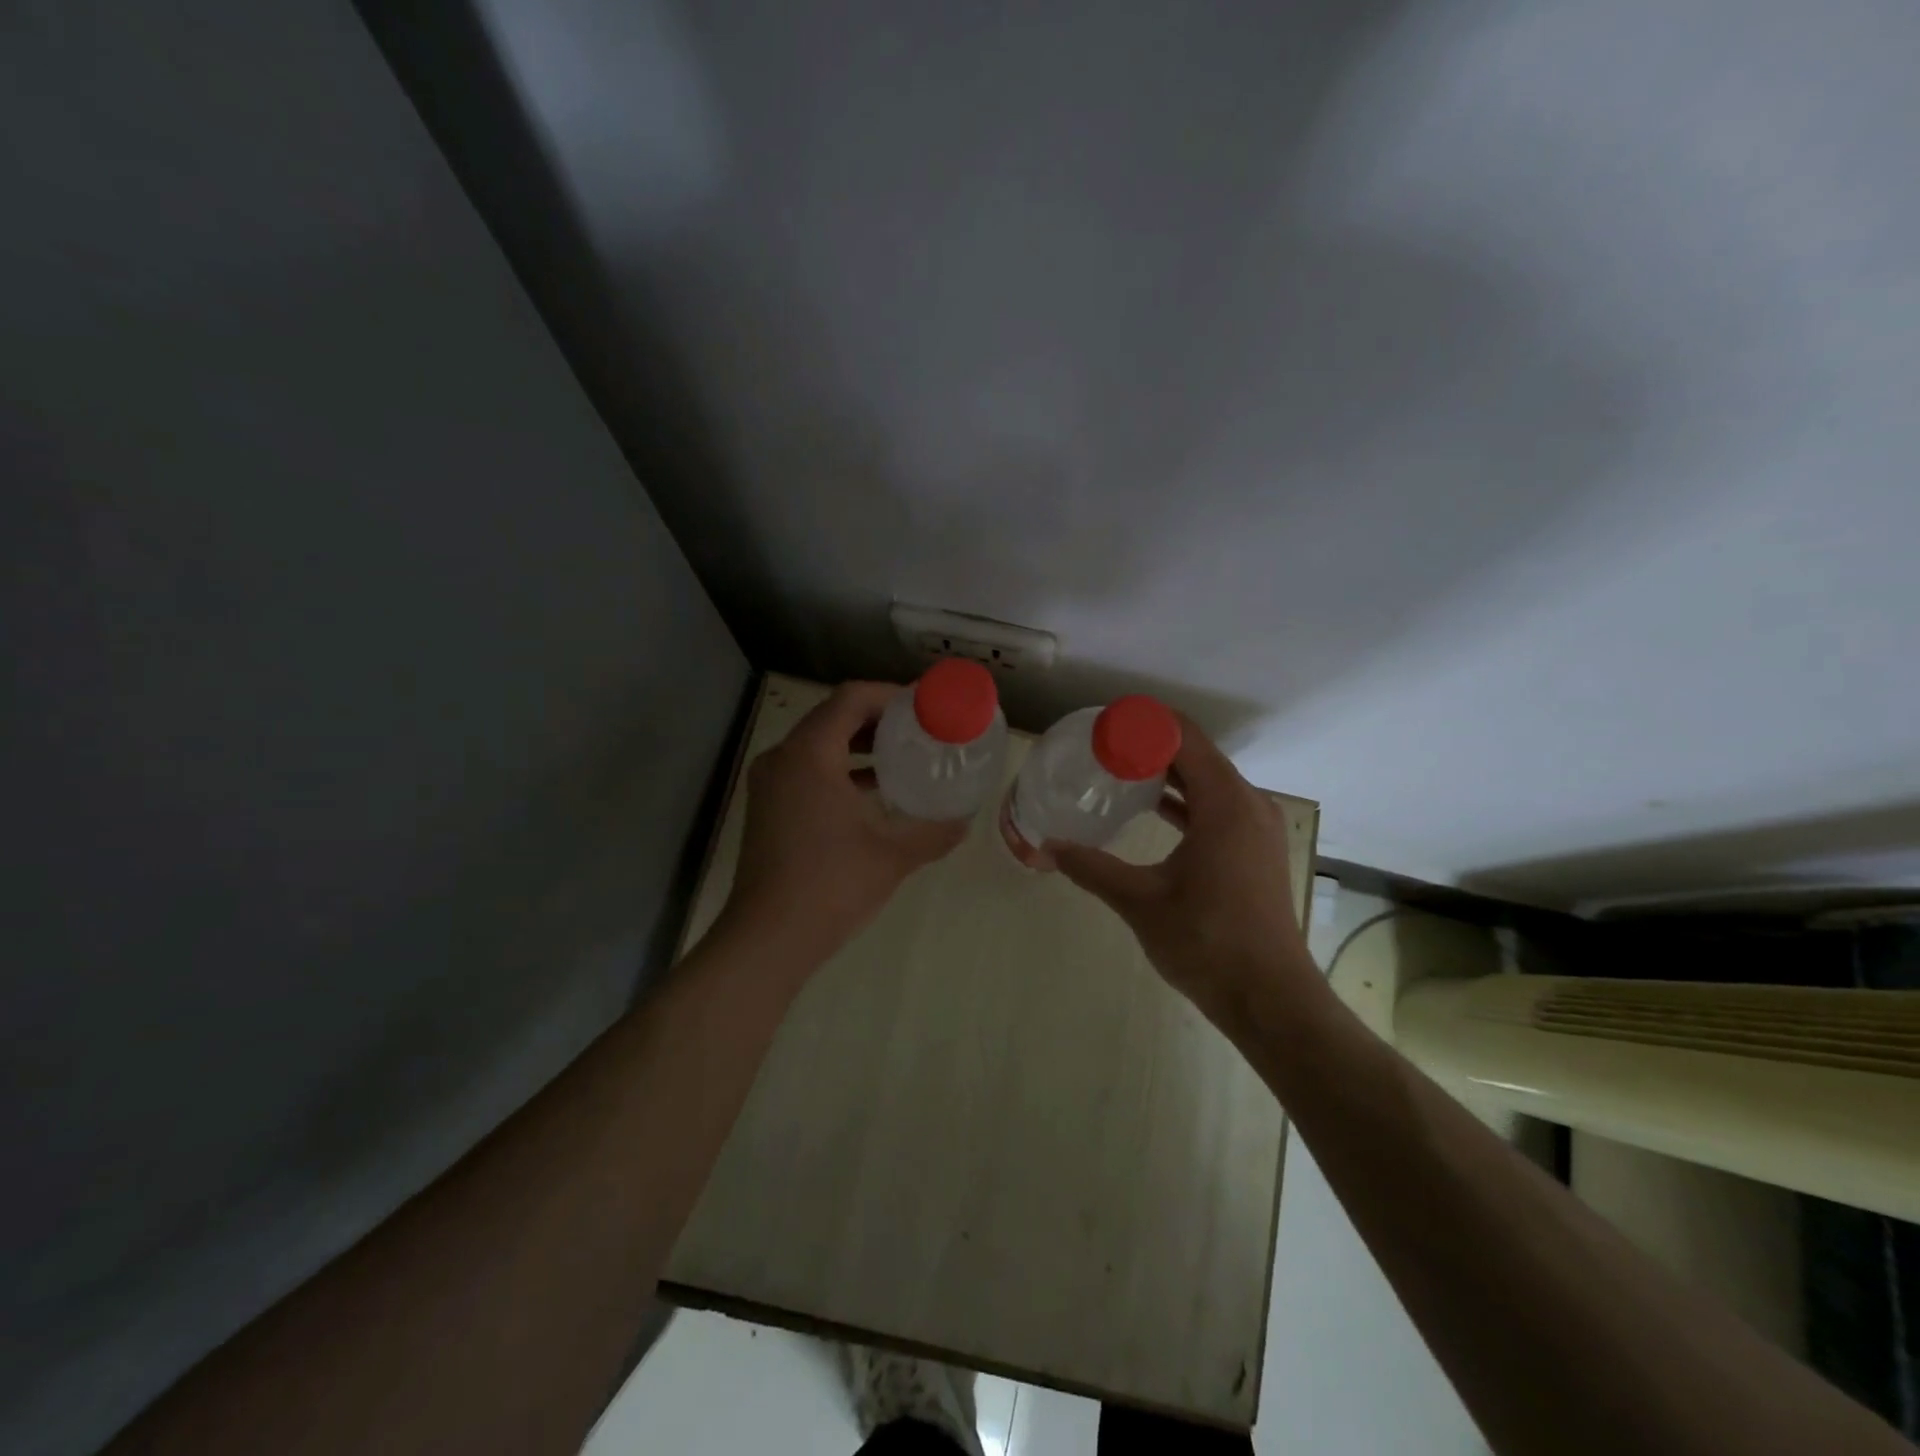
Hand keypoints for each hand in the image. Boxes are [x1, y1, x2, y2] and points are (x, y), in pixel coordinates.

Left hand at [724, 681, 966, 965]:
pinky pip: (808, 769)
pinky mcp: (768, 806)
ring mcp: (770, 783)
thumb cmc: (831, 886)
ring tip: (903, 755)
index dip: (891, 695)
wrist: (768, 938)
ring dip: (859, 743)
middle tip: (920, 729)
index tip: (926, 707)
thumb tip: (965, 821)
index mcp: (809, 755)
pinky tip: (873, 790)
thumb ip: (934, 832)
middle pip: (834, 716)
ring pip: (819, 743)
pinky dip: (840, 769)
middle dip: (878, 718)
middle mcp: (783, 758)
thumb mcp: (894, 855)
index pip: (851, 698)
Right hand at [1049, 717, 1315, 1028]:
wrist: (1269, 998)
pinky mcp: (1255, 849)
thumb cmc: (1206, 941)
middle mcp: (1248, 804)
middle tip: (1103, 746)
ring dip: (1169, 772)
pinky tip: (1152, 808)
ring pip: (1209, 781)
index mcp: (1225, 804)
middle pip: (1197, 755)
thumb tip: (1047, 846)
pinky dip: (1186, 799)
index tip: (1104, 725)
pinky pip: (1218, 806)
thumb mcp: (1140, 901)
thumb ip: (1091, 867)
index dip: (1144, 723)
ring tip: (1120, 770)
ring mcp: (1257, 828)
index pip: (1185, 737)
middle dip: (1151, 745)